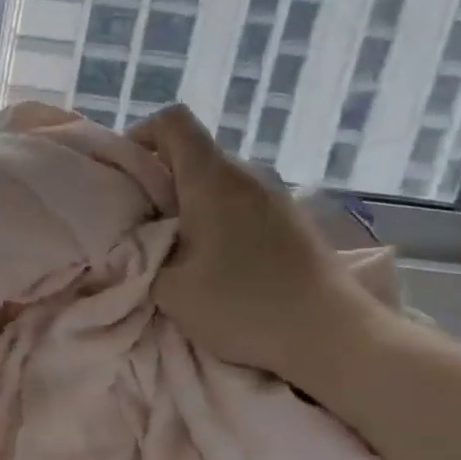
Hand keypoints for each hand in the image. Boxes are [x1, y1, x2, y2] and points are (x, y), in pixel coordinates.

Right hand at [131, 105, 381, 381]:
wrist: (334, 338)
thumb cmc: (243, 306)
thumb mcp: (169, 287)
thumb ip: (142, 253)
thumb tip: (140, 237)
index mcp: (212, 177)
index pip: (172, 121)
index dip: (139, 137)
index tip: (126, 177)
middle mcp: (247, 173)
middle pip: (193, 152)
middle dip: (160, 179)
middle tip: (142, 223)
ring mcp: (277, 195)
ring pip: (217, 179)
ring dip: (190, 203)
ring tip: (178, 247)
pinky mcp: (294, 219)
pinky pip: (242, 201)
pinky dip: (219, 218)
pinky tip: (218, 262)